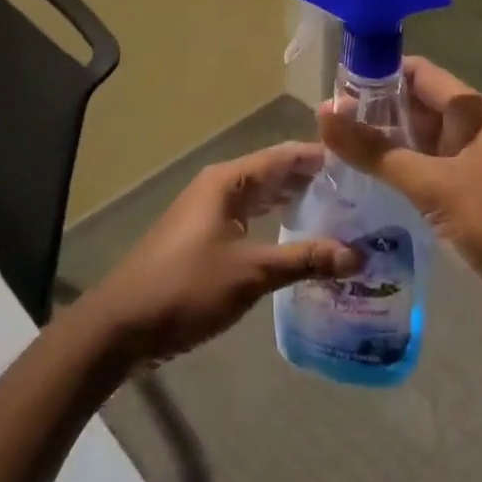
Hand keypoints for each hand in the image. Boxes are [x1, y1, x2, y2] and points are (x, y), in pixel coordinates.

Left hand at [80, 143, 360, 366]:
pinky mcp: (204, 237)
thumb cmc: (187, 287)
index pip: (285, 156)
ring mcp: (210, 212)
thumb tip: (359, 255)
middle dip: (313, 180)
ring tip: (338, 212)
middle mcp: (220, 186)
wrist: (121, 326)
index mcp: (230, 180)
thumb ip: (304, 259)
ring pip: (262, 197)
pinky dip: (275, 222)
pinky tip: (298, 239)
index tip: (360, 161)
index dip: (321, 157)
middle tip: (358, 191)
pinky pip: (250, 218)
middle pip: (274, 173)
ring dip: (295, 202)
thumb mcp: (251, 273)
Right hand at [317, 58, 481, 317]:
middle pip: (416, 107)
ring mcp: (470, 166)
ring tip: (332, 151)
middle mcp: (472, 131)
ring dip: (382, 145)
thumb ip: (377, 152)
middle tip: (325, 124)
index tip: (335, 85)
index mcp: (474, 112)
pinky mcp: (466, 199)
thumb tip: (323, 112)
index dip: (379, 74)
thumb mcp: (434, 185)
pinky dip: (396, 174)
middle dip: (374, 112)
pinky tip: (362, 184)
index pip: (420, 74)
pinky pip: (424, 173)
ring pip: (418, 143)